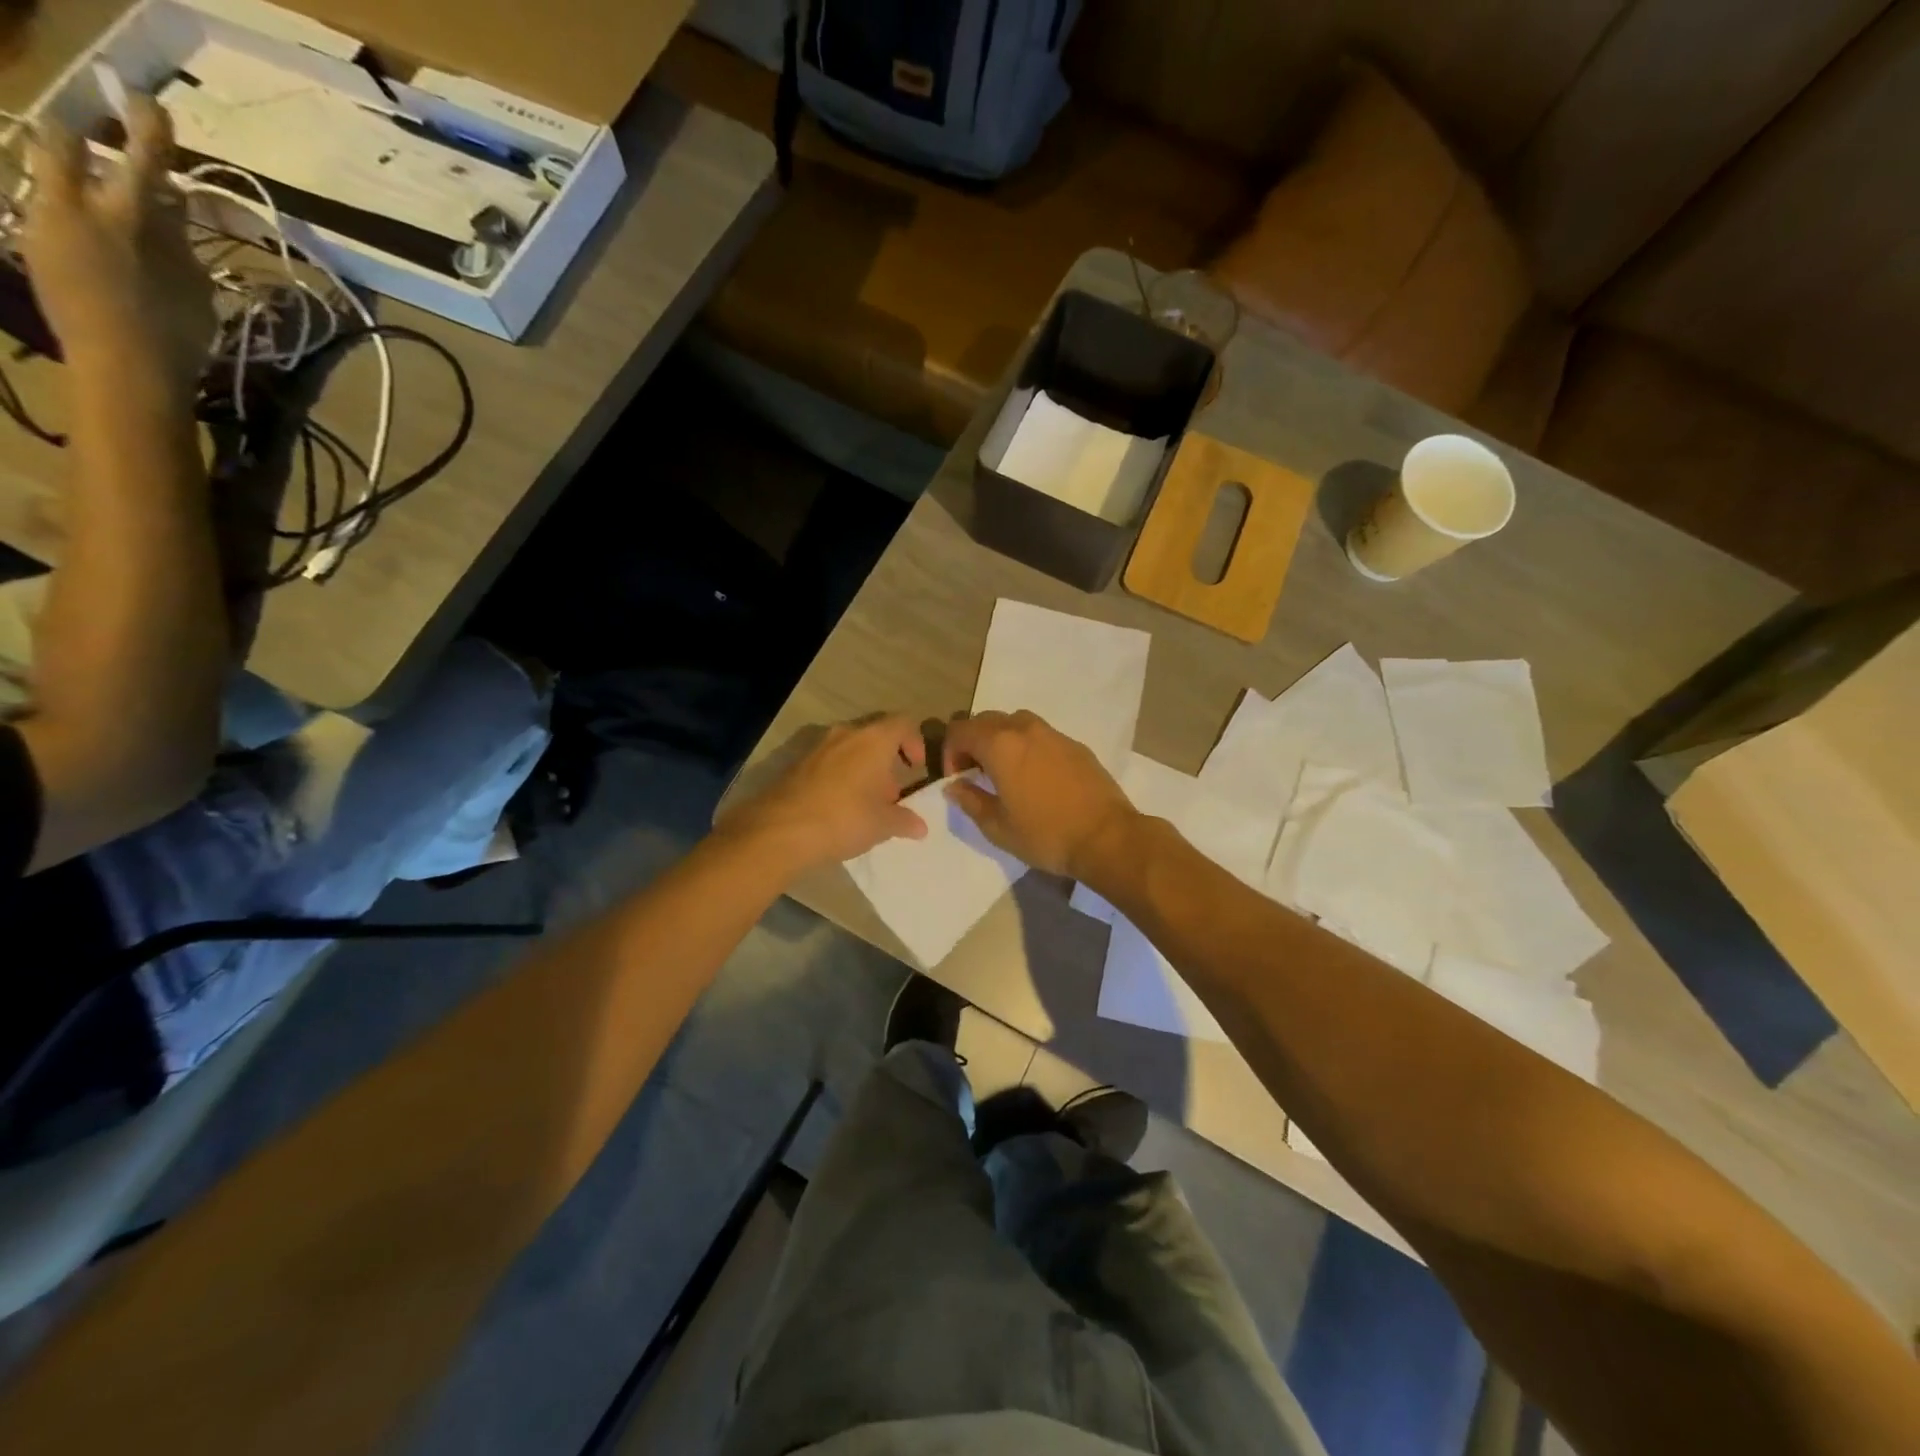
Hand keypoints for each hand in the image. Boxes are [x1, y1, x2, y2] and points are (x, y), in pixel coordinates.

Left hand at [21, 96, 213, 394]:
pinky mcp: (33, 250)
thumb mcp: (193, 286)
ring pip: (48, 179)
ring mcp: (45, 226)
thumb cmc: (176, 334)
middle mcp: (73, 208)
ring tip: (102, 205)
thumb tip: (171, 205)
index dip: (147, 131)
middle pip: (60, 146)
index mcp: (125, 218)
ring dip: (73, 181)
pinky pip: (47, 214)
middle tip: (100, 148)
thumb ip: (178, 240)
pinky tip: (96, 245)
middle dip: (78, 141)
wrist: (125, 371)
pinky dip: (71, 217)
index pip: (139, 160)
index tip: (148, 103)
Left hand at [723, 715, 928, 871]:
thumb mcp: (883, 824)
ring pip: (849, 749)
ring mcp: (817, 747)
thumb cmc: (844, 818)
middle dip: (886, 761)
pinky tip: (838, 807)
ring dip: (862, 769)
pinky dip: (839, 777)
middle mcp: (846, 734)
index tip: (915, 769)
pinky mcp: (796, 764)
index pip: (903, 723)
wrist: (780, 830)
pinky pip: (828, 763)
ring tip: (864, 803)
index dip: (915, 742)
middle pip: (875, 736)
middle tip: (891, 793)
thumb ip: (905, 821)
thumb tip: (920, 826)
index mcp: (873, 739)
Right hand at [942, 710, 1136, 878]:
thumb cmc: (1045, 834)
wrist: (1106, 837)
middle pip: (987, 720)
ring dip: (1002, 740)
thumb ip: (970, 800)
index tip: (958, 779)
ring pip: (1016, 722)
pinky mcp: (1076, 745)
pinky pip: (1041, 735)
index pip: (961, 730)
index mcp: (1000, 745)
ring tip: (1006, 772)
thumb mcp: (997, 826)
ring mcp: (1054, 734)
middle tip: (976, 774)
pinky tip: (1037, 777)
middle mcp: (1025, 729)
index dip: (950, 752)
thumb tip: (955, 786)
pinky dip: (1028, 746)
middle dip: (974, 742)